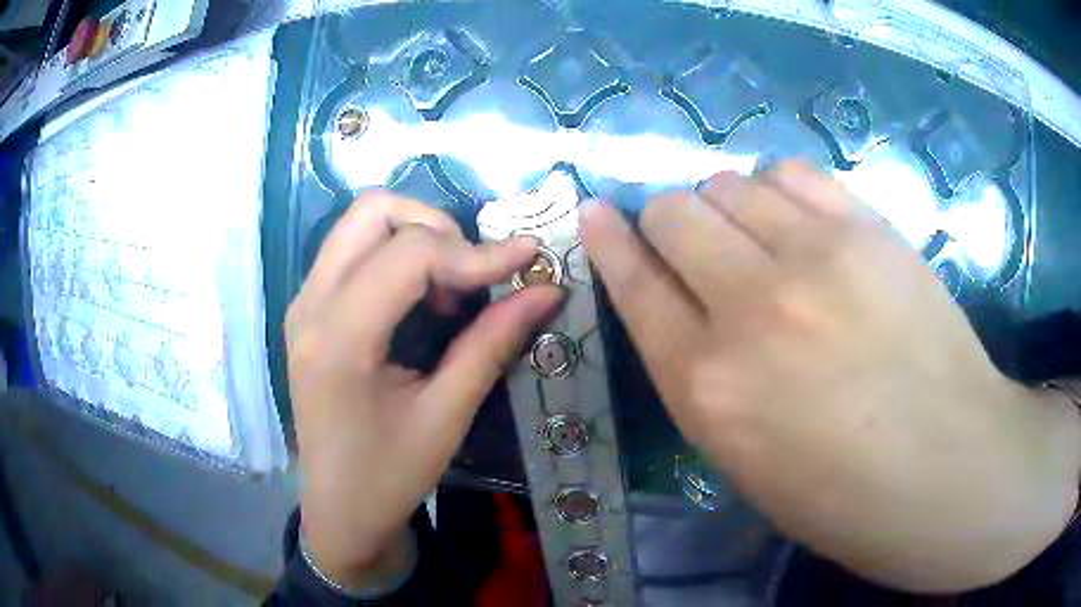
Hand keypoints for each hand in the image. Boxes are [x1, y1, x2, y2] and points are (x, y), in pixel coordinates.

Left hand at [286, 191, 561, 588]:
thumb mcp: (446, 417)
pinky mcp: (310, 310)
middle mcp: (310, 304)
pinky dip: (396, 253)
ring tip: (449, 287)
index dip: (475, 251)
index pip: (410, 254)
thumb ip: (492, 344)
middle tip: (473, 274)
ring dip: (416, 235)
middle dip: (437, 226)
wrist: (339, 510)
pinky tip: (422, 298)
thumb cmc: (389, 476)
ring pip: (360, 222)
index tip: (526, 261)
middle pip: (373, 211)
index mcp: (338, 338)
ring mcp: (304, 303)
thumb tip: (546, 289)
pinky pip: (353, 249)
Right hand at [582, 162, 1080, 591]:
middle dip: (670, 224)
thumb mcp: (742, 459)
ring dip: (728, 206)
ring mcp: (815, 255)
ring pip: (729, 182)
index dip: (608, 242)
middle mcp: (749, 307)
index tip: (596, 214)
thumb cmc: (840, 494)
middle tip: (701, 249)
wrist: (946, 468)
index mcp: (707, 386)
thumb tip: (680, 303)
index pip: (633, 283)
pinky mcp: (867, 228)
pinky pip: (790, 171)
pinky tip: (801, 220)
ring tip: (761, 240)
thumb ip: (699, 373)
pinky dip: (779, 189)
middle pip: (673, 212)